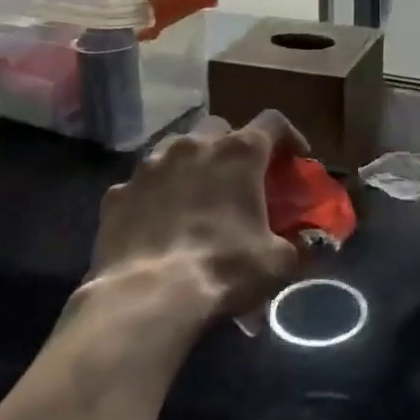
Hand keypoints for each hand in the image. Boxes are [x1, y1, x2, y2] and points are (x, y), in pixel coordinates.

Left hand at [89, 111, 305, 319]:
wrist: (146, 297)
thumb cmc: (224, 269)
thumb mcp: (277, 262)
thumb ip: (294, 244)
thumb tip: (301, 245)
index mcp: (239, 153)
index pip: (273, 122)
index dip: (289, 136)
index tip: (297, 157)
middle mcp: (194, 146)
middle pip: (220, 127)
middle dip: (232, 146)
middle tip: (238, 177)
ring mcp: (150, 165)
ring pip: (176, 147)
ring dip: (191, 163)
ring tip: (195, 194)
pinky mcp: (118, 193)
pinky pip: (143, 183)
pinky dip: (155, 195)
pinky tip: (158, 222)